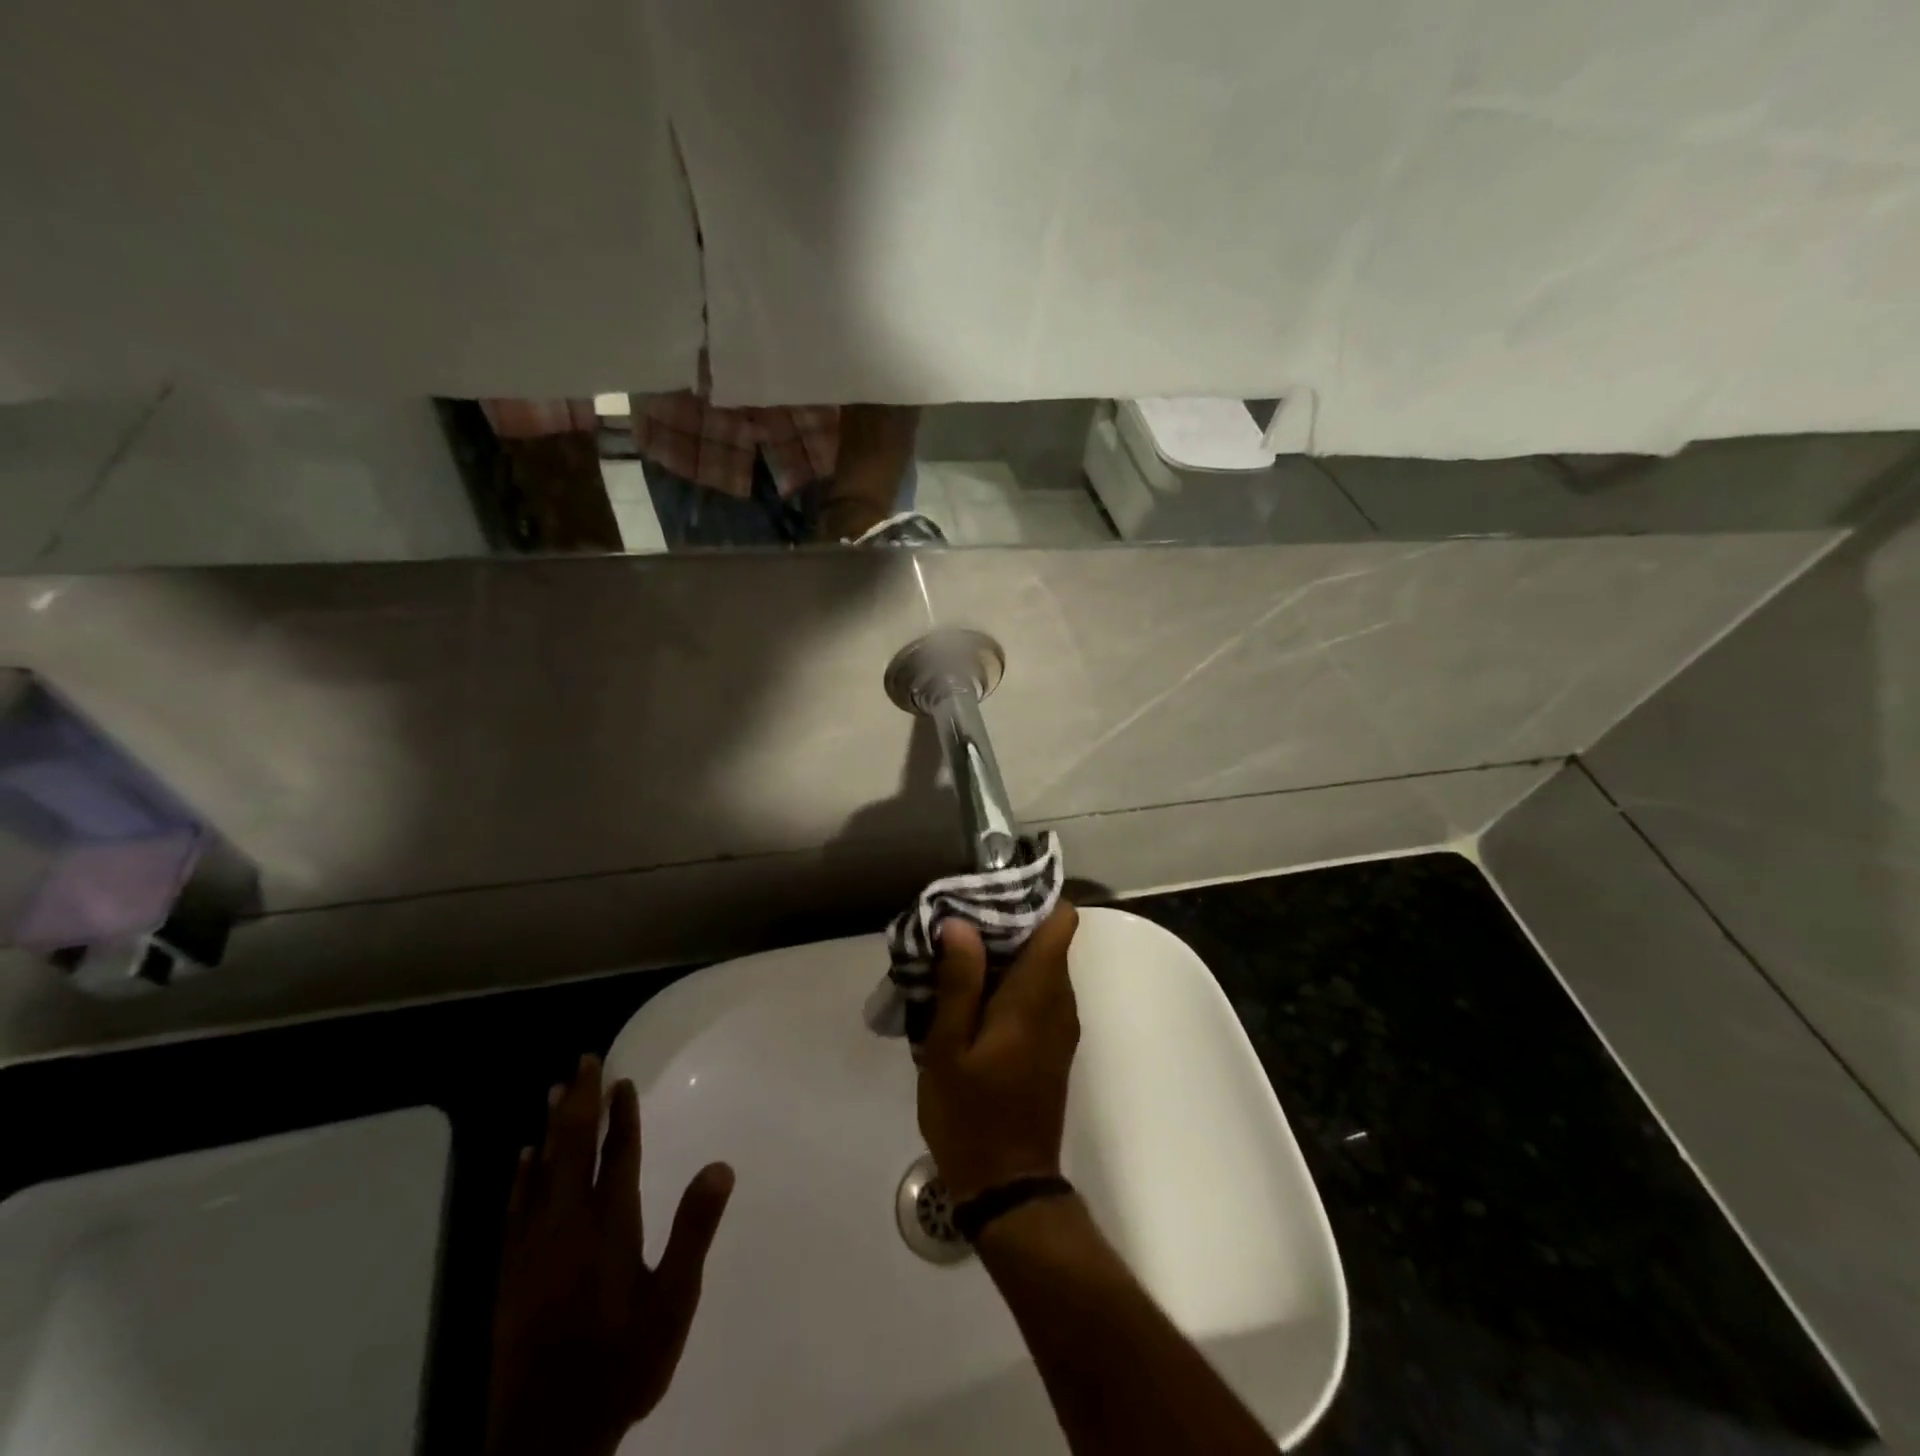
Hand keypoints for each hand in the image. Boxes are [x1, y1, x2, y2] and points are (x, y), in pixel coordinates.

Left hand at [486, 1054, 734, 1455]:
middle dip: (579, 1102)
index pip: (616, 1155)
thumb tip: (720, 1166)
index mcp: (608, 1227)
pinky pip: (515, 1207)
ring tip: (554, 1090)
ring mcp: (532, 1249)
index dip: (620, 1116)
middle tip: (583, 1061)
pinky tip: (522, 1157)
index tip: (620, 1080)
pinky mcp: (510, 1273)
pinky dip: (521, 1175)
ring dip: (550, 1127)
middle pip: (572, 1149)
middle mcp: (566, 1226)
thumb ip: (693, 1233)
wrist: (546, 1442)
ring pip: (541, 1171)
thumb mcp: (672, 1305)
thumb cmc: (619, 1365)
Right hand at [917, 904, 1079, 1203]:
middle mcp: (1060, 1001)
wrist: (1009, 1187)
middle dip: (1007, 923)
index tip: (989, 894)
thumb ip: (959, 982)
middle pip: (1048, 939)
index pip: (1061, 921)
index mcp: (1038, 994)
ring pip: (1041, 965)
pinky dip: (1010, 980)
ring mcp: (1060, 1024)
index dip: (1031, 899)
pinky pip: (1038, 992)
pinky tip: (970, 993)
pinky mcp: (1052, 1043)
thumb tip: (961, 923)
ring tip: (956, 954)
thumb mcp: (949, 1048)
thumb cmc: (972, 1115)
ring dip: (1004, 953)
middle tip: (957, 923)